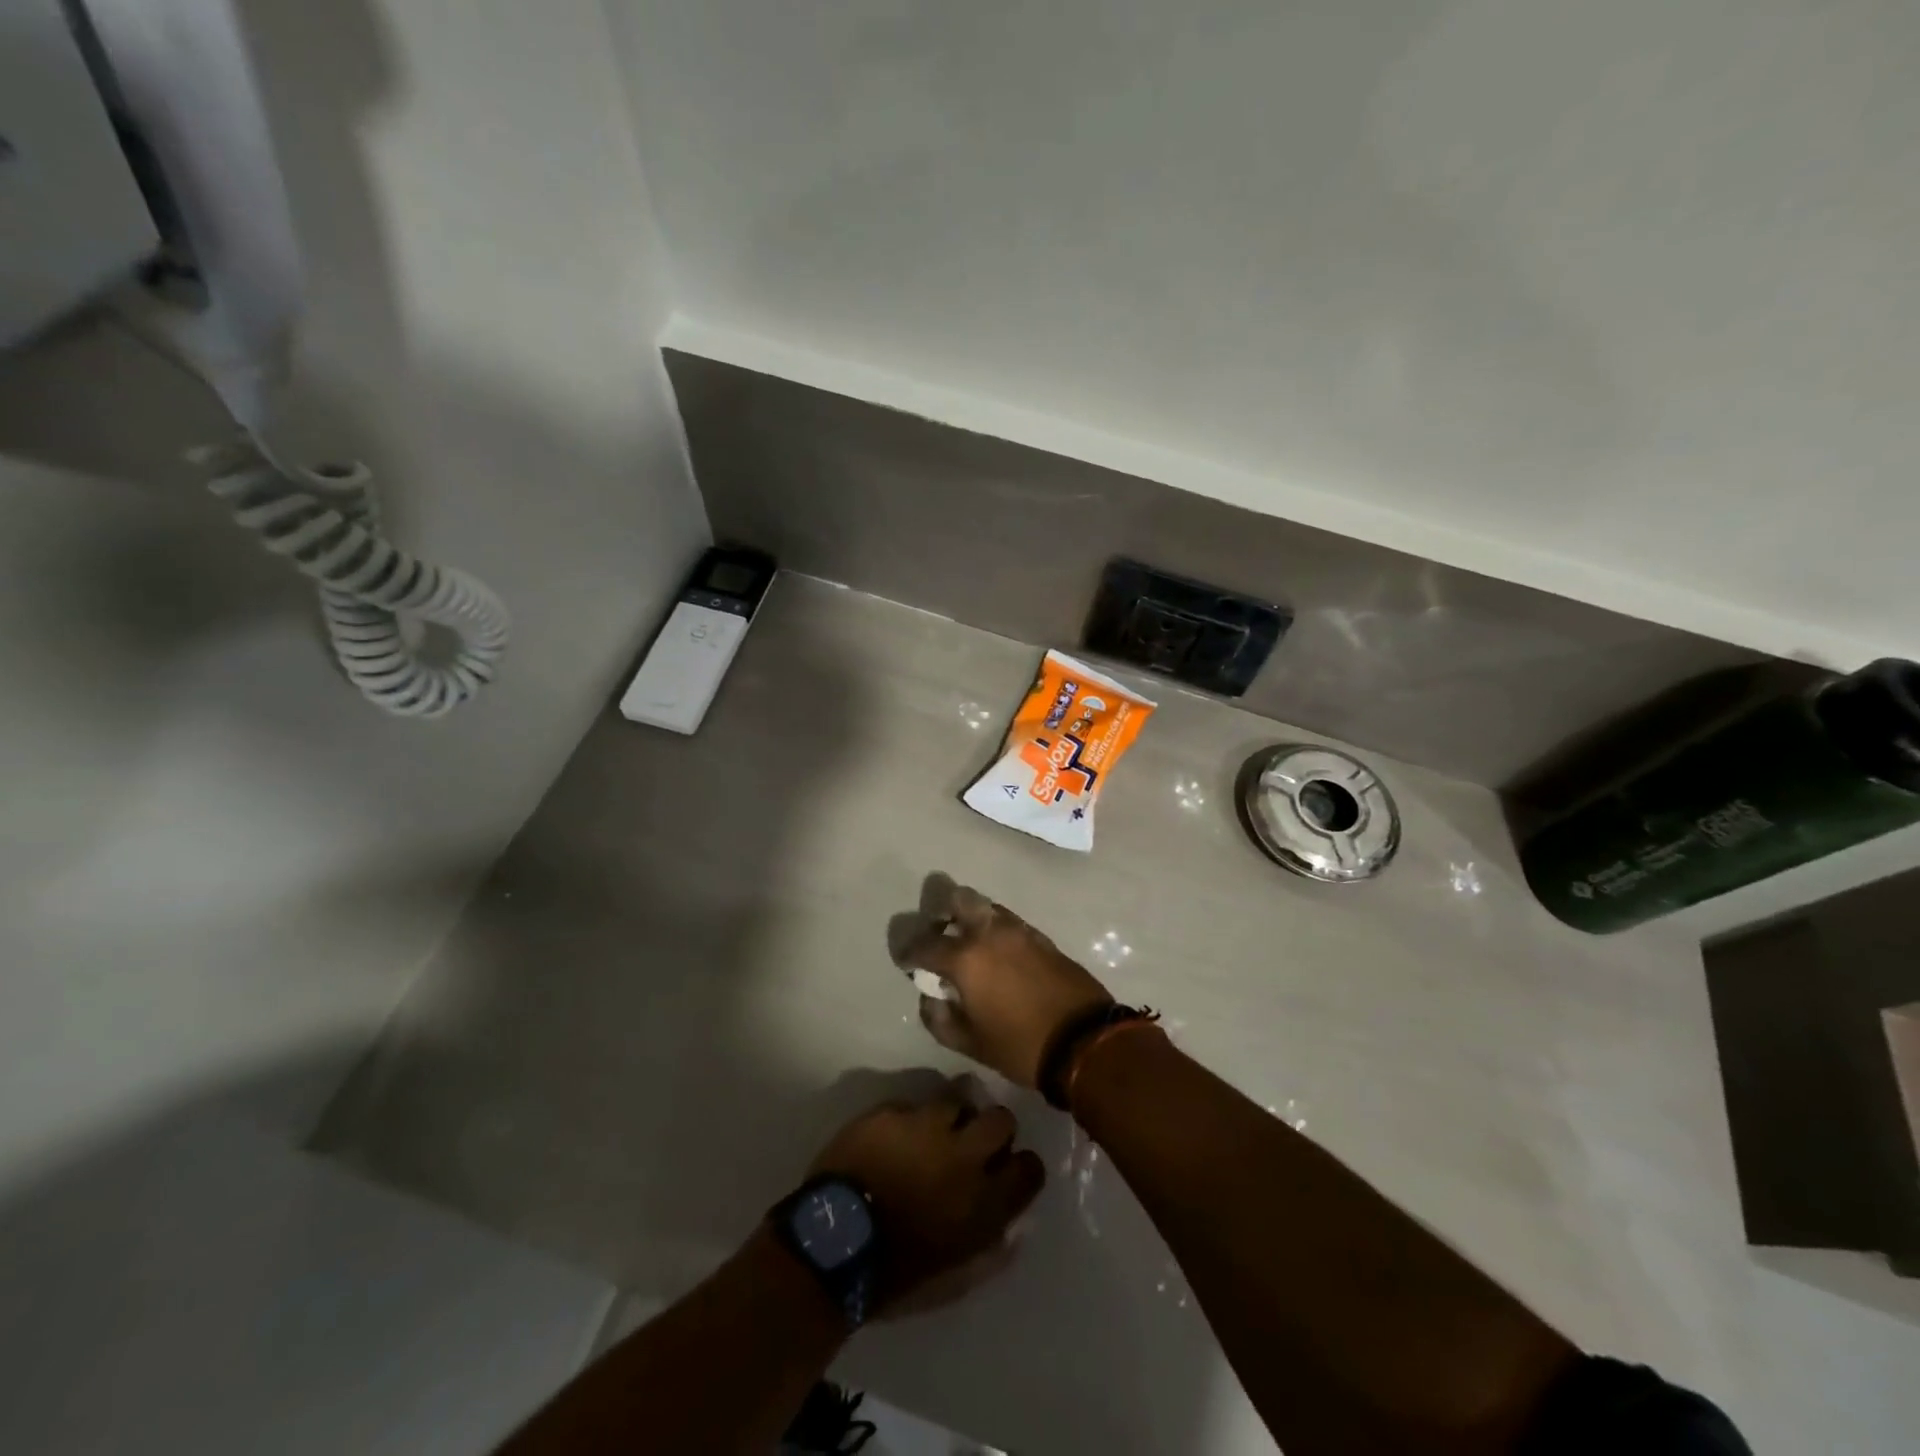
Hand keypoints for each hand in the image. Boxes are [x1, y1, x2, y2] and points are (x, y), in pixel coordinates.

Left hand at [808, 1082, 1044, 1315]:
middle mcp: (964, 1156)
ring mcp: (927, 1127)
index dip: (1021, 1167)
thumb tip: (1013, 1232)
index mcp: (984, 1202)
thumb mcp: (953, 1280)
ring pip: (958, 1100)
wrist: (833, 1246)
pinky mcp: (893, 1112)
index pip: (1030, 1169)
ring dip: (951, 1117)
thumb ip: (990, 1253)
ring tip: (932, 1133)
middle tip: (972, 1143)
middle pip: (1001, 1120)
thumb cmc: (895, 1274)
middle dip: (992, 1128)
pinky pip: (912, 1105)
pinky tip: (894, 1138)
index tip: (1006, 1171)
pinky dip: (909, 1120)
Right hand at [898, 878, 1113, 1088]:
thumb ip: (939, 1019)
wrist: (1084, 1041)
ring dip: (972, 918)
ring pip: (987, 907)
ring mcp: (1019, 930)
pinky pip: (1009, 922)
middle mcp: (990, 932)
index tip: (905, 961)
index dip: (909, 952)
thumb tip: (930, 997)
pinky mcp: (1042, 937)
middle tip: (939, 932)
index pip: (925, 944)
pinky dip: (996, 930)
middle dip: (942, 911)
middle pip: (959, 898)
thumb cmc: (1020, 1045)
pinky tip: (998, 955)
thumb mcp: (970, 1043)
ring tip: (970, 945)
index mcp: (966, 957)